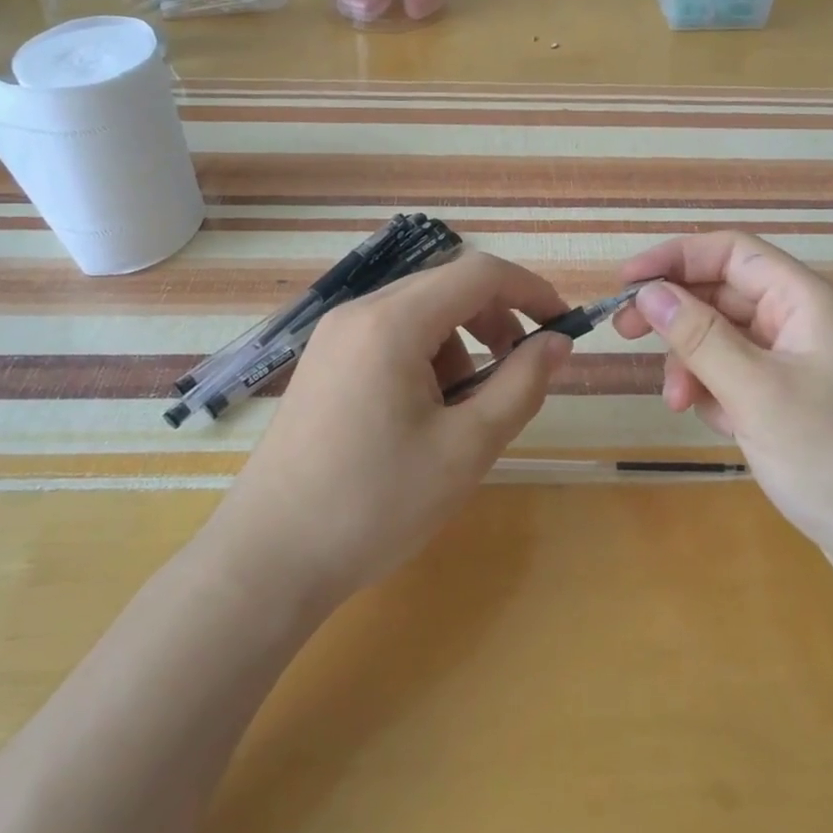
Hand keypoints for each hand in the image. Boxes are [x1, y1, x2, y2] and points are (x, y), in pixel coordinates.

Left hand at [207, 250, 572, 609]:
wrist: (268, 559)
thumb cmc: (375, 504)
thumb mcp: (466, 448)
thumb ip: (521, 385)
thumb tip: (557, 343)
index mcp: (393, 322)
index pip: (479, 273)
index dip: (530, 290)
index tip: (563, 326)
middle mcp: (359, 312)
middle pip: (447, 286)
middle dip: (496, 318)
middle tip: (520, 369)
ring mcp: (334, 336)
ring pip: (420, 312)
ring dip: (461, 343)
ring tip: (464, 408)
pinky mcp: (323, 362)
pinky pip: (390, 336)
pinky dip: (426, 356)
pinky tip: (422, 414)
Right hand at [611, 233, 832, 590]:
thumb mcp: (755, 391)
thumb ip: (698, 336)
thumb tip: (648, 292)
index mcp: (806, 301)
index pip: (731, 253)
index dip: (674, 258)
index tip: (625, 282)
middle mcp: (803, 323)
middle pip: (724, 295)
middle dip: (676, 315)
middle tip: (624, 334)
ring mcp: (800, 365)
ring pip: (726, 340)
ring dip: (693, 363)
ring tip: (678, 404)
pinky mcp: (794, 403)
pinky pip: (739, 378)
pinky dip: (716, 392)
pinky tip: (716, 423)